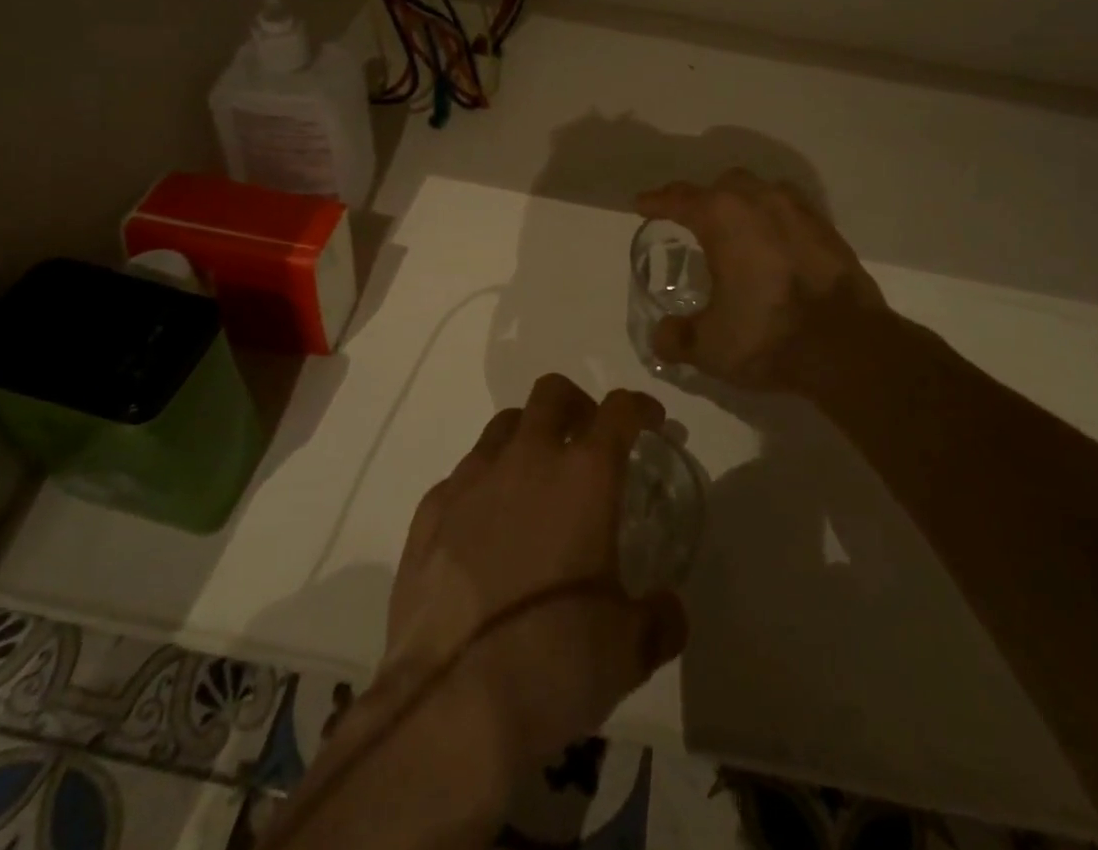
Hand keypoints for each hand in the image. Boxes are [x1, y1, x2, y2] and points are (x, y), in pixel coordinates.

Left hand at [377, 375, 689, 775]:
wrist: (449, 705)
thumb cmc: (554, 662)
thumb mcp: (629, 649)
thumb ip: (659, 618)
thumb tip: (668, 610)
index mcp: (584, 476)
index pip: (619, 411)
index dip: (640, 408)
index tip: (650, 422)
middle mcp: (526, 460)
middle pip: (552, 393)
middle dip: (577, 406)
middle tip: (588, 441)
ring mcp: (471, 481)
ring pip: (503, 427)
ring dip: (527, 439)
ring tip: (535, 484)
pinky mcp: (429, 512)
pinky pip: (462, 476)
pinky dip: (483, 486)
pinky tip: (484, 529)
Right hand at [635, 169, 886, 392]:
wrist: (847, 346)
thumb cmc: (768, 336)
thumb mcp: (710, 346)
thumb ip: (677, 338)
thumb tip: (661, 336)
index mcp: (723, 217)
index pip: (679, 198)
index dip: (656, 201)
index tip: (642, 204)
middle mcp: (759, 201)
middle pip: (724, 185)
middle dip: (704, 197)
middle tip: (692, 220)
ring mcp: (799, 211)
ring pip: (762, 190)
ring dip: (743, 203)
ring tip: (736, 229)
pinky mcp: (827, 229)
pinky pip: (791, 210)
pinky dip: (775, 219)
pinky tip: (774, 244)